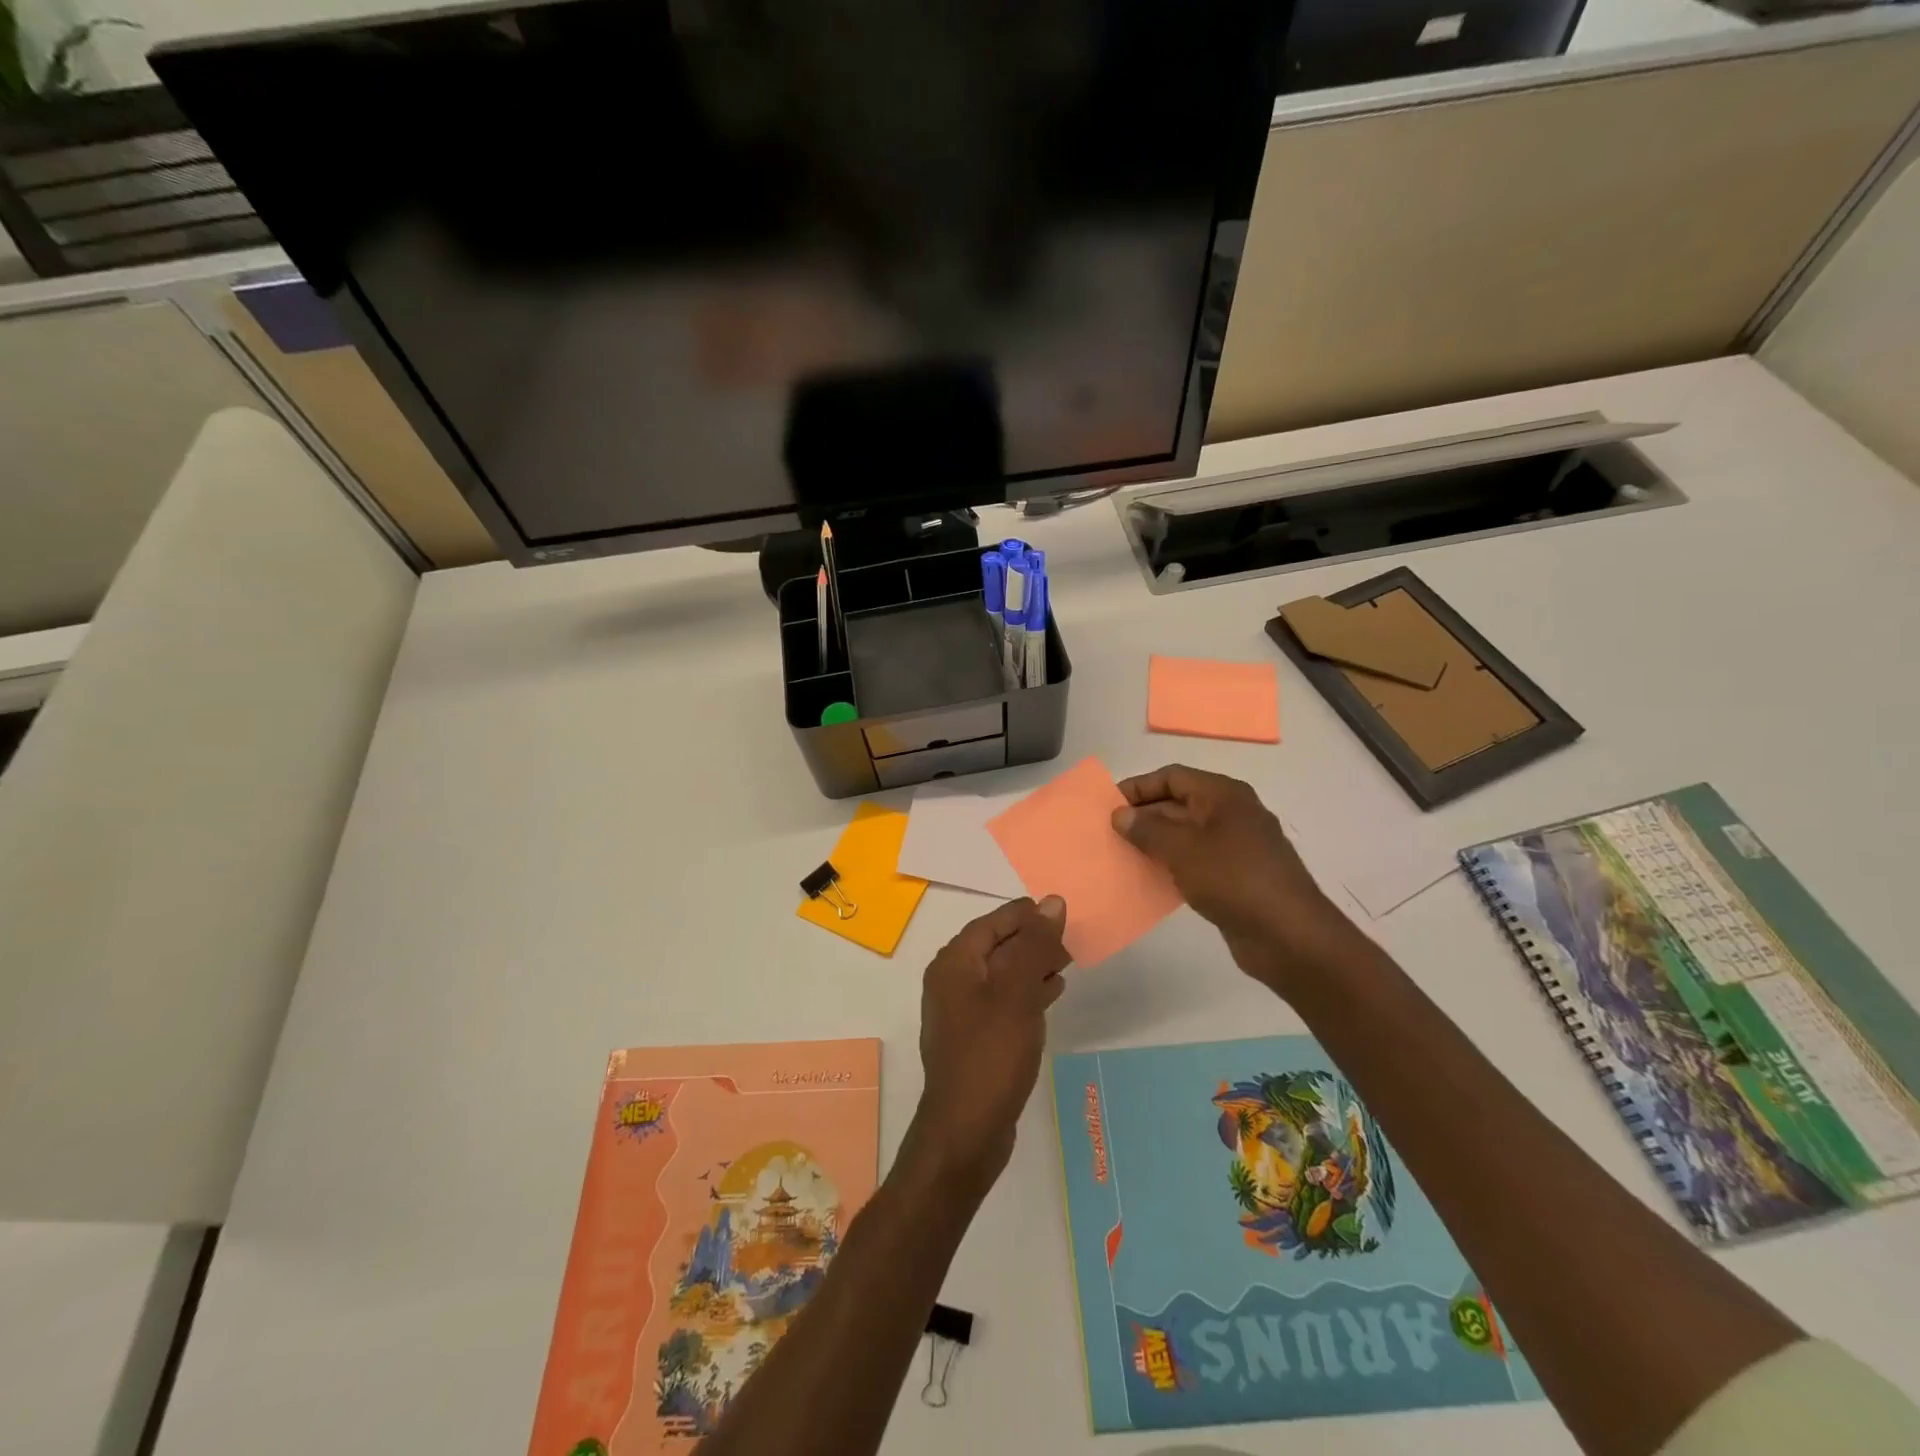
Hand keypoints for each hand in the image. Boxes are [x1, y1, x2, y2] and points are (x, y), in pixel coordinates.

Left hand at [912, 896, 1070, 1188]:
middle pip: (995, 947)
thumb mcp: (1017, 993)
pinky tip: (1052, 992)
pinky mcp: (976, 1039)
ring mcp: (962, 1013)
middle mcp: (952, 982)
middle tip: (1069, 937)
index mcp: (954, 964)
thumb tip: (1053, 901)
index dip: (1024, 914)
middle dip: (1031, 939)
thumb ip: (1035, 945)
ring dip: (1032, 964)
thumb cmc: (990, 1054)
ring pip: (1001, 974)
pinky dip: (1027, 991)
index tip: (1058, 910)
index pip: (990, 923)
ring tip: (1067, 960)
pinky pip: (1004, 1001)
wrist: (966, 1132)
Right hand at [1112, 765, 1358, 990]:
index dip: (1138, 787)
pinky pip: (1195, 862)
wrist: (1289, 936)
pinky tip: (1148, 880)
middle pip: (1178, 804)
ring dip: (1154, 843)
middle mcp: (1231, 814)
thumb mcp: (1183, 849)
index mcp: (1224, 795)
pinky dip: (1171, 866)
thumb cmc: (1234, 879)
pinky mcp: (1236, 877)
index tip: (1107, 805)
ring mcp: (1236, 847)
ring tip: (1121, 856)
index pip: (1172, 777)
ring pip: (1185, 835)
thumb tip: (1121, 814)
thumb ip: (1148, 829)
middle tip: (1108, 833)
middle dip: (1143, 816)